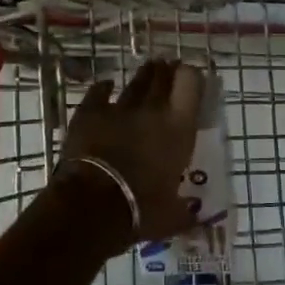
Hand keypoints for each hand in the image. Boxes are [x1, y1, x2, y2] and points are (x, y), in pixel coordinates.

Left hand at [56, 59, 205, 250]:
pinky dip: (104, 88)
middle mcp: (153, 110)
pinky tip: (106, 85)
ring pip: (135, 82)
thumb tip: (195, 217)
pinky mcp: (89, 113)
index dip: (192, 76)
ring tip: (148, 69)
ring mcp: (119, 108)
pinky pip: (99, 92)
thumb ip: (185, 210)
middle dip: (167, 70)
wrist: (91, 207)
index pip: (191, 84)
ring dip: (143, 75)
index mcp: (179, 128)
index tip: (192, 78)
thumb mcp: (172, 215)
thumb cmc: (141, 211)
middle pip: (162, 77)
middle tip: (169, 67)